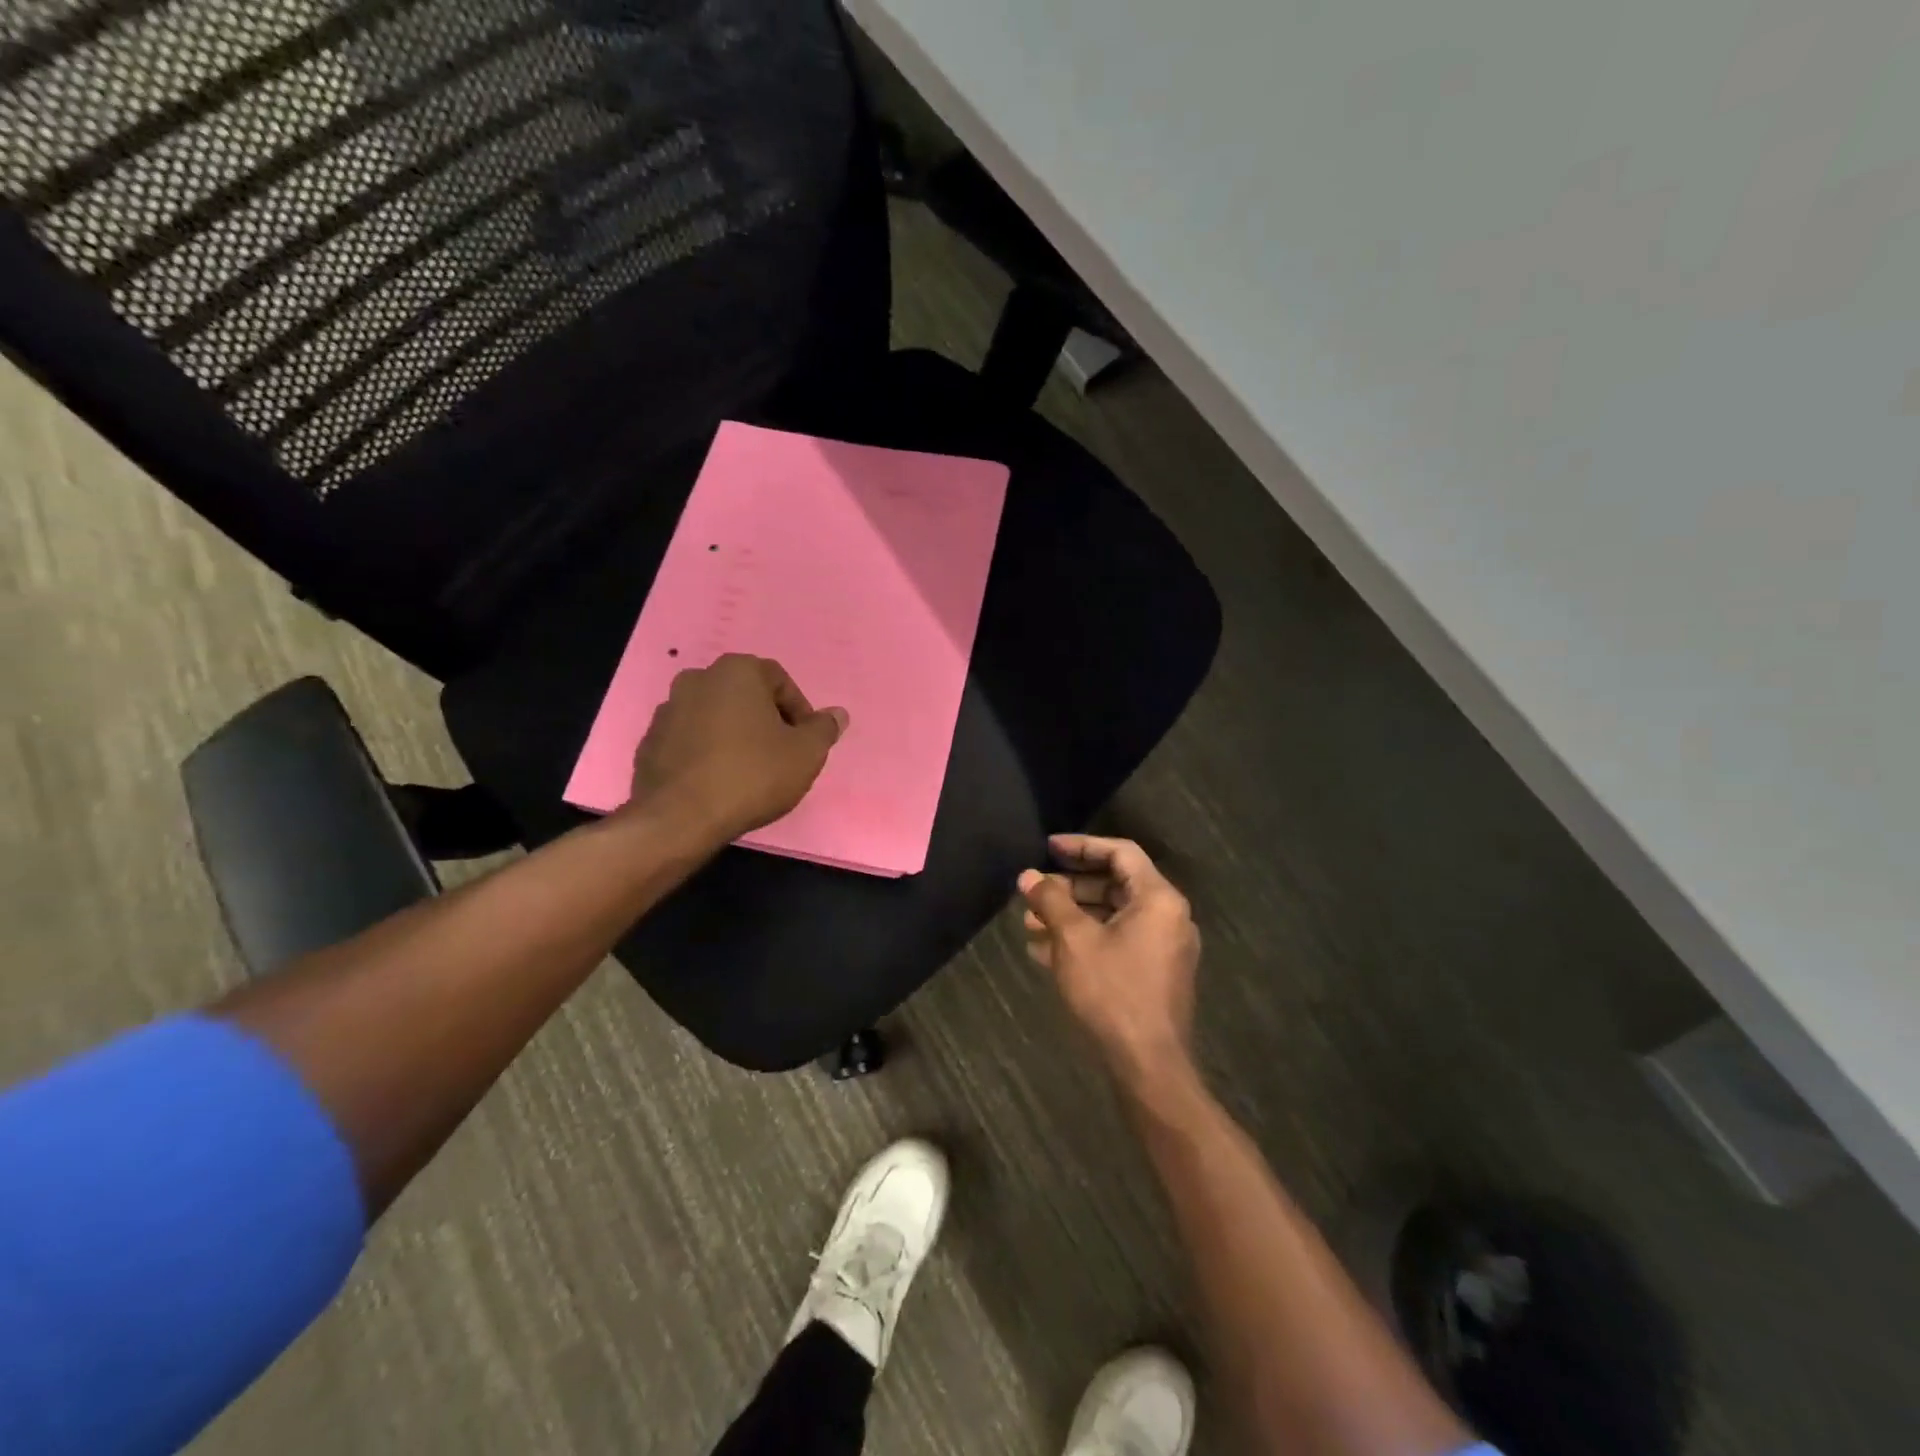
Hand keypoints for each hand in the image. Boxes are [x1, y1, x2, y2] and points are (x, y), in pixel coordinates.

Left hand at [629, 655, 847, 845]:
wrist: (680, 817)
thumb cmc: (752, 774)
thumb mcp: (806, 753)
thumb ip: (824, 729)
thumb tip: (837, 714)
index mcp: (736, 671)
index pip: (779, 680)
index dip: (799, 711)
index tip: (804, 741)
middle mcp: (697, 679)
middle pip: (745, 696)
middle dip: (766, 720)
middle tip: (781, 754)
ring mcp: (668, 710)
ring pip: (715, 717)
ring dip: (735, 736)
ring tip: (749, 771)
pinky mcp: (650, 742)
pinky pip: (690, 740)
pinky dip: (708, 753)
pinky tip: (719, 782)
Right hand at [1018, 835, 1200, 1086]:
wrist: (1148, 1066)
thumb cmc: (1112, 992)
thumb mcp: (1074, 940)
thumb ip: (1051, 901)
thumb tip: (1028, 875)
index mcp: (1158, 899)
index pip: (1120, 853)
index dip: (1082, 845)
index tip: (1048, 847)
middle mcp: (1168, 917)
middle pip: (1115, 885)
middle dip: (1070, 887)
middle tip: (1034, 891)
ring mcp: (1163, 948)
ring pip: (1112, 917)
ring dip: (1072, 916)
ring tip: (1030, 923)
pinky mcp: (1154, 975)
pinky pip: (1117, 942)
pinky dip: (1085, 940)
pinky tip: (1045, 951)